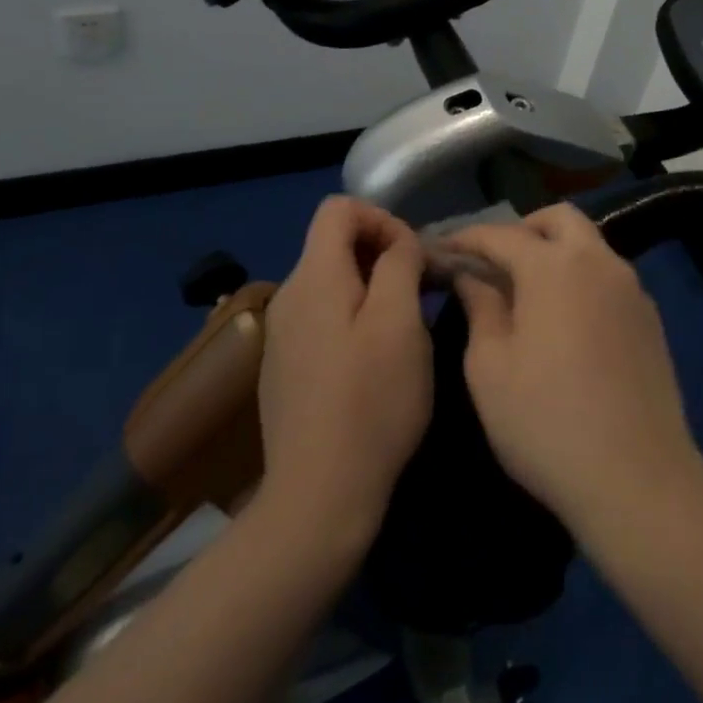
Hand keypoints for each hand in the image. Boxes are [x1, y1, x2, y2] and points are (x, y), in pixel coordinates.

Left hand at [257, 197, 432, 548]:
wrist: (319, 495)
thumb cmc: (371, 402)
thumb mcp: (400, 323)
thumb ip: (400, 264)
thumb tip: (398, 243)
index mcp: (312, 277)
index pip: (339, 208)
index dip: (383, 219)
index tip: (414, 258)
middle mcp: (287, 297)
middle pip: (334, 243)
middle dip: (382, 255)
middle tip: (420, 294)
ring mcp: (281, 335)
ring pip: (332, 283)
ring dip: (372, 289)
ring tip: (404, 329)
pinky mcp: (285, 368)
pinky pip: (323, 318)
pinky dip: (353, 319)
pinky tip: (373, 362)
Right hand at [448, 204, 702, 531]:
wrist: (636, 477)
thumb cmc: (545, 421)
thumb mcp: (490, 367)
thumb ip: (480, 308)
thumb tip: (471, 277)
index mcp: (554, 267)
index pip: (501, 234)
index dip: (467, 238)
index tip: (441, 249)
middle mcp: (599, 263)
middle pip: (560, 219)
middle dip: (523, 230)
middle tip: (495, 262)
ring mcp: (632, 289)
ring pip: (590, 246)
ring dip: (556, 252)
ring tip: (528, 292)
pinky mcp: (651, 319)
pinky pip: (610, 278)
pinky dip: (582, 279)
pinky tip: (567, 321)